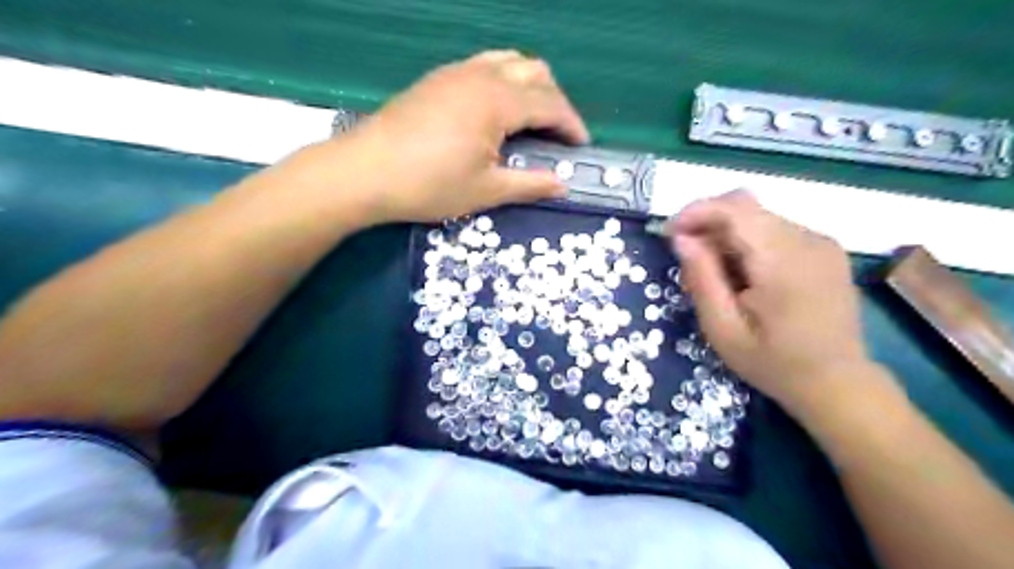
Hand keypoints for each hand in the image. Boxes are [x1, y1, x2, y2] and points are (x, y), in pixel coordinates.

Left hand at [336, 49, 587, 224]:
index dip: (571, 124)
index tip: (581, 146)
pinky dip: (502, 82)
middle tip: (556, 133)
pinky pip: (483, 66)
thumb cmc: (429, 185)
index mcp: (497, 101)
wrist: (364, 172)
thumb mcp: (486, 191)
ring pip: (508, 61)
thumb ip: (529, 184)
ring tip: (529, 119)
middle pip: (534, 71)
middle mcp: (481, 75)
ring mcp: (455, 73)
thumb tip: (562, 184)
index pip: (550, 103)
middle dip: (554, 100)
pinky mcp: (436, 79)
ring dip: (529, 86)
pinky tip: (493, 112)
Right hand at [673, 189, 875, 413]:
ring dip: (726, 235)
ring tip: (713, 273)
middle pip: (745, 207)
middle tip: (686, 257)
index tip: (669, 233)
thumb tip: (680, 238)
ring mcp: (821, 242)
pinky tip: (741, 274)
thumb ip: (702, 279)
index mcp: (783, 262)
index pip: (736, 208)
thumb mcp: (723, 330)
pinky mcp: (824, 249)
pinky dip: (747, 242)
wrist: (838, 384)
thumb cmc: (774, 364)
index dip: (696, 211)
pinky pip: (774, 229)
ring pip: (757, 217)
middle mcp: (808, 240)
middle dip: (706, 223)